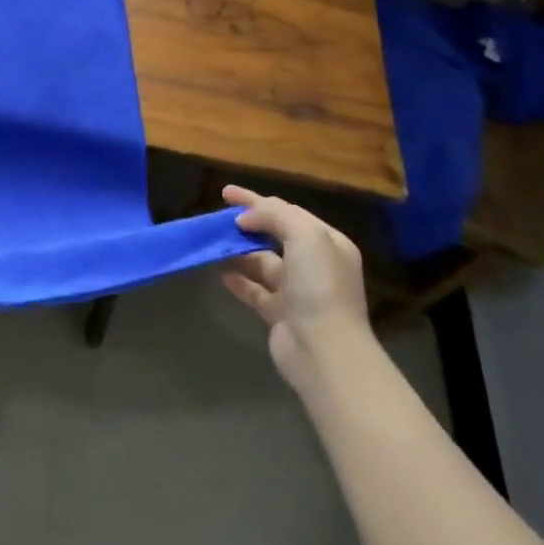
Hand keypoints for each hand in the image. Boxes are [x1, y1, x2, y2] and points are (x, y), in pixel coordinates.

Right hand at [219, 185, 370, 390]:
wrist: (324, 350)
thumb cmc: (319, 286)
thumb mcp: (305, 236)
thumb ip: (275, 216)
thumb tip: (246, 218)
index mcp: (328, 243)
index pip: (289, 212)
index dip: (257, 200)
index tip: (226, 193)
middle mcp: (315, 265)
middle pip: (275, 235)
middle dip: (248, 225)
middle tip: (219, 218)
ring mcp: (298, 291)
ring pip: (263, 262)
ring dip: (240, 252)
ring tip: (215, 243)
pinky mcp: (280, 314)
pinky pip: (255, 290)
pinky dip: (238, 279)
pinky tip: (220, 272)